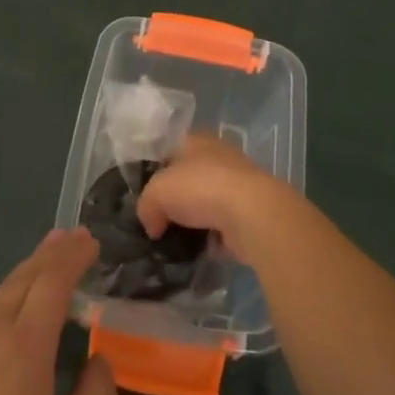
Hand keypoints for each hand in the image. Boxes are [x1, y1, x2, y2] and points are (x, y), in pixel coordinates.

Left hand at [0, 229, 116, 394]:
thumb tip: (101, 360)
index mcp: (26, 344)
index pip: (53, 281)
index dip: (74, 257)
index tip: (93, 241)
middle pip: (28, 274)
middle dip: (55, 252)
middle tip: (78, 236)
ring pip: (5, 286)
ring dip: (32, 265)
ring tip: (51, 251)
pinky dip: (13, 285)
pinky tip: (18, 295)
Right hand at [137, 134, 296, 265]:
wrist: (251, 214)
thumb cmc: (200, 188)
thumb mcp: (157, 191)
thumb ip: (146, 205)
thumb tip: (152, 225)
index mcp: (197, 141)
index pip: (170, 150)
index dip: (155, 171)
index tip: (144, 195)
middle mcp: (218, 158)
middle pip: (188, 179)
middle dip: (174, 200)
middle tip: (155, 222)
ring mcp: (236, 186)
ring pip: (205, 204)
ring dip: (192, 222)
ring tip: (172, 242)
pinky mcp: (248, 214)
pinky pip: (220, 227)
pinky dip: (209, 239)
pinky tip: (195, 253)